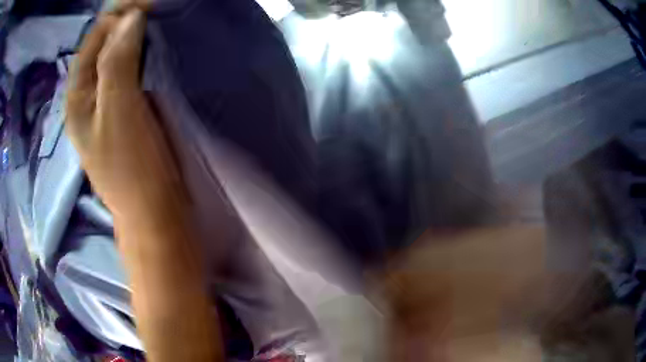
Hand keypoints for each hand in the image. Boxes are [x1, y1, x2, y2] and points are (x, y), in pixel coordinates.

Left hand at [66, 9, 184, 223]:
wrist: (154, 213)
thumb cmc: (133, 169)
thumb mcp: (119, 113)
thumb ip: (117, 62)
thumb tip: (131, 17)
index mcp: (78, 96)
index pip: (95, 39)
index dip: (120, 16)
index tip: (151, 3)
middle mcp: (89, 95)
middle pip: (105, 45)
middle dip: (129, 24)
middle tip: (160, 11)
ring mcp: (108, 103)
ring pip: (120, 57)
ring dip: (138, 38)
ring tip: (161, 25)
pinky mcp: (127, 110)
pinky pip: (132, 71)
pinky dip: (145, 55)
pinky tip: (159, 51)